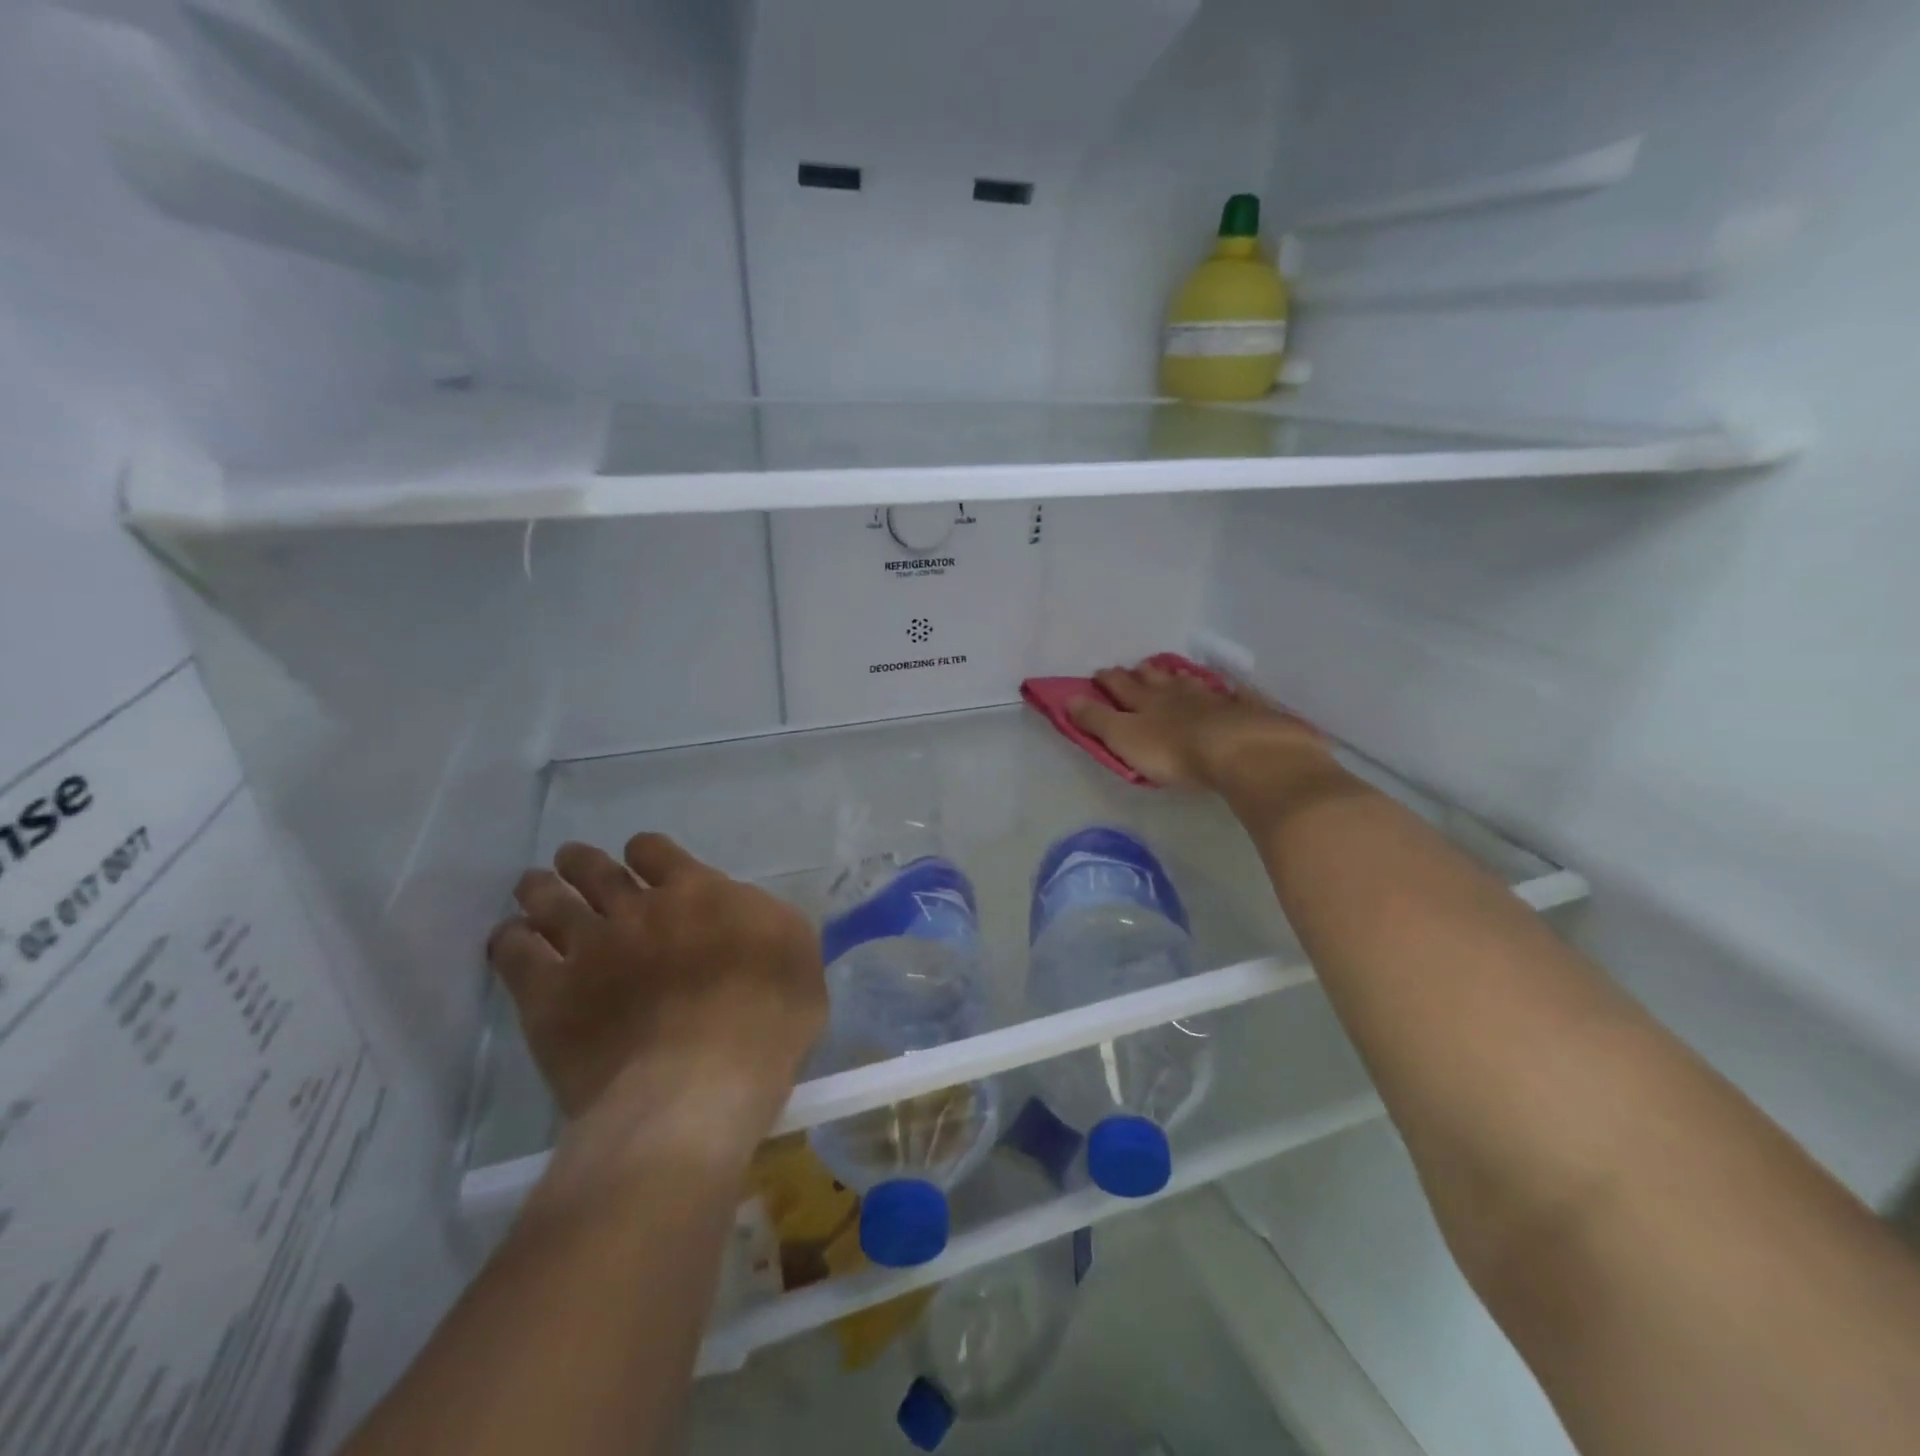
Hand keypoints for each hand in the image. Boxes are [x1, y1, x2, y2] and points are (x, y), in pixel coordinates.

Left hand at [487, 835, 825, 1139]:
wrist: (698, 1088)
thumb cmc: (766, 1022)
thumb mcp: (798, 958)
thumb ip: (768, 922)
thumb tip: (742, 910)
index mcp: (697, 892)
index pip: (655, 850)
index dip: (645, 853)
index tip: (642, 863)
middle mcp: (637, 907)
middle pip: (594, 868)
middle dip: (581, 862)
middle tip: (572, 863)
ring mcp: (588, 948)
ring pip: (548, 899)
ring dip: (540, 889)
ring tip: (533, 887)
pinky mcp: (548, 995)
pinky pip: (514, 951)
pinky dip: (510, 939)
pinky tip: (511, 939)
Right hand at [1068, 661, 1331, 792]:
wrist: (1240, 751)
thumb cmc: (1174, 751)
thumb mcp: (1124, 738)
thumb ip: (1097, 720)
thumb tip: (1069, 698)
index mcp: (1145, 702)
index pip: (1120, 686)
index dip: (1108, 680)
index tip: (1099, 673)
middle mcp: (1177, 693)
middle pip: (1156, 679)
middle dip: (1142, 673)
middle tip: (1136, 669)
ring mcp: (1213, 698)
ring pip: (1191, 682)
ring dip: (1178, 677)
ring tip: (1174, 673)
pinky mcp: (1245, 710)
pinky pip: (1232, 695)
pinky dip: (1226, 690)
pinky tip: (1230, 689)